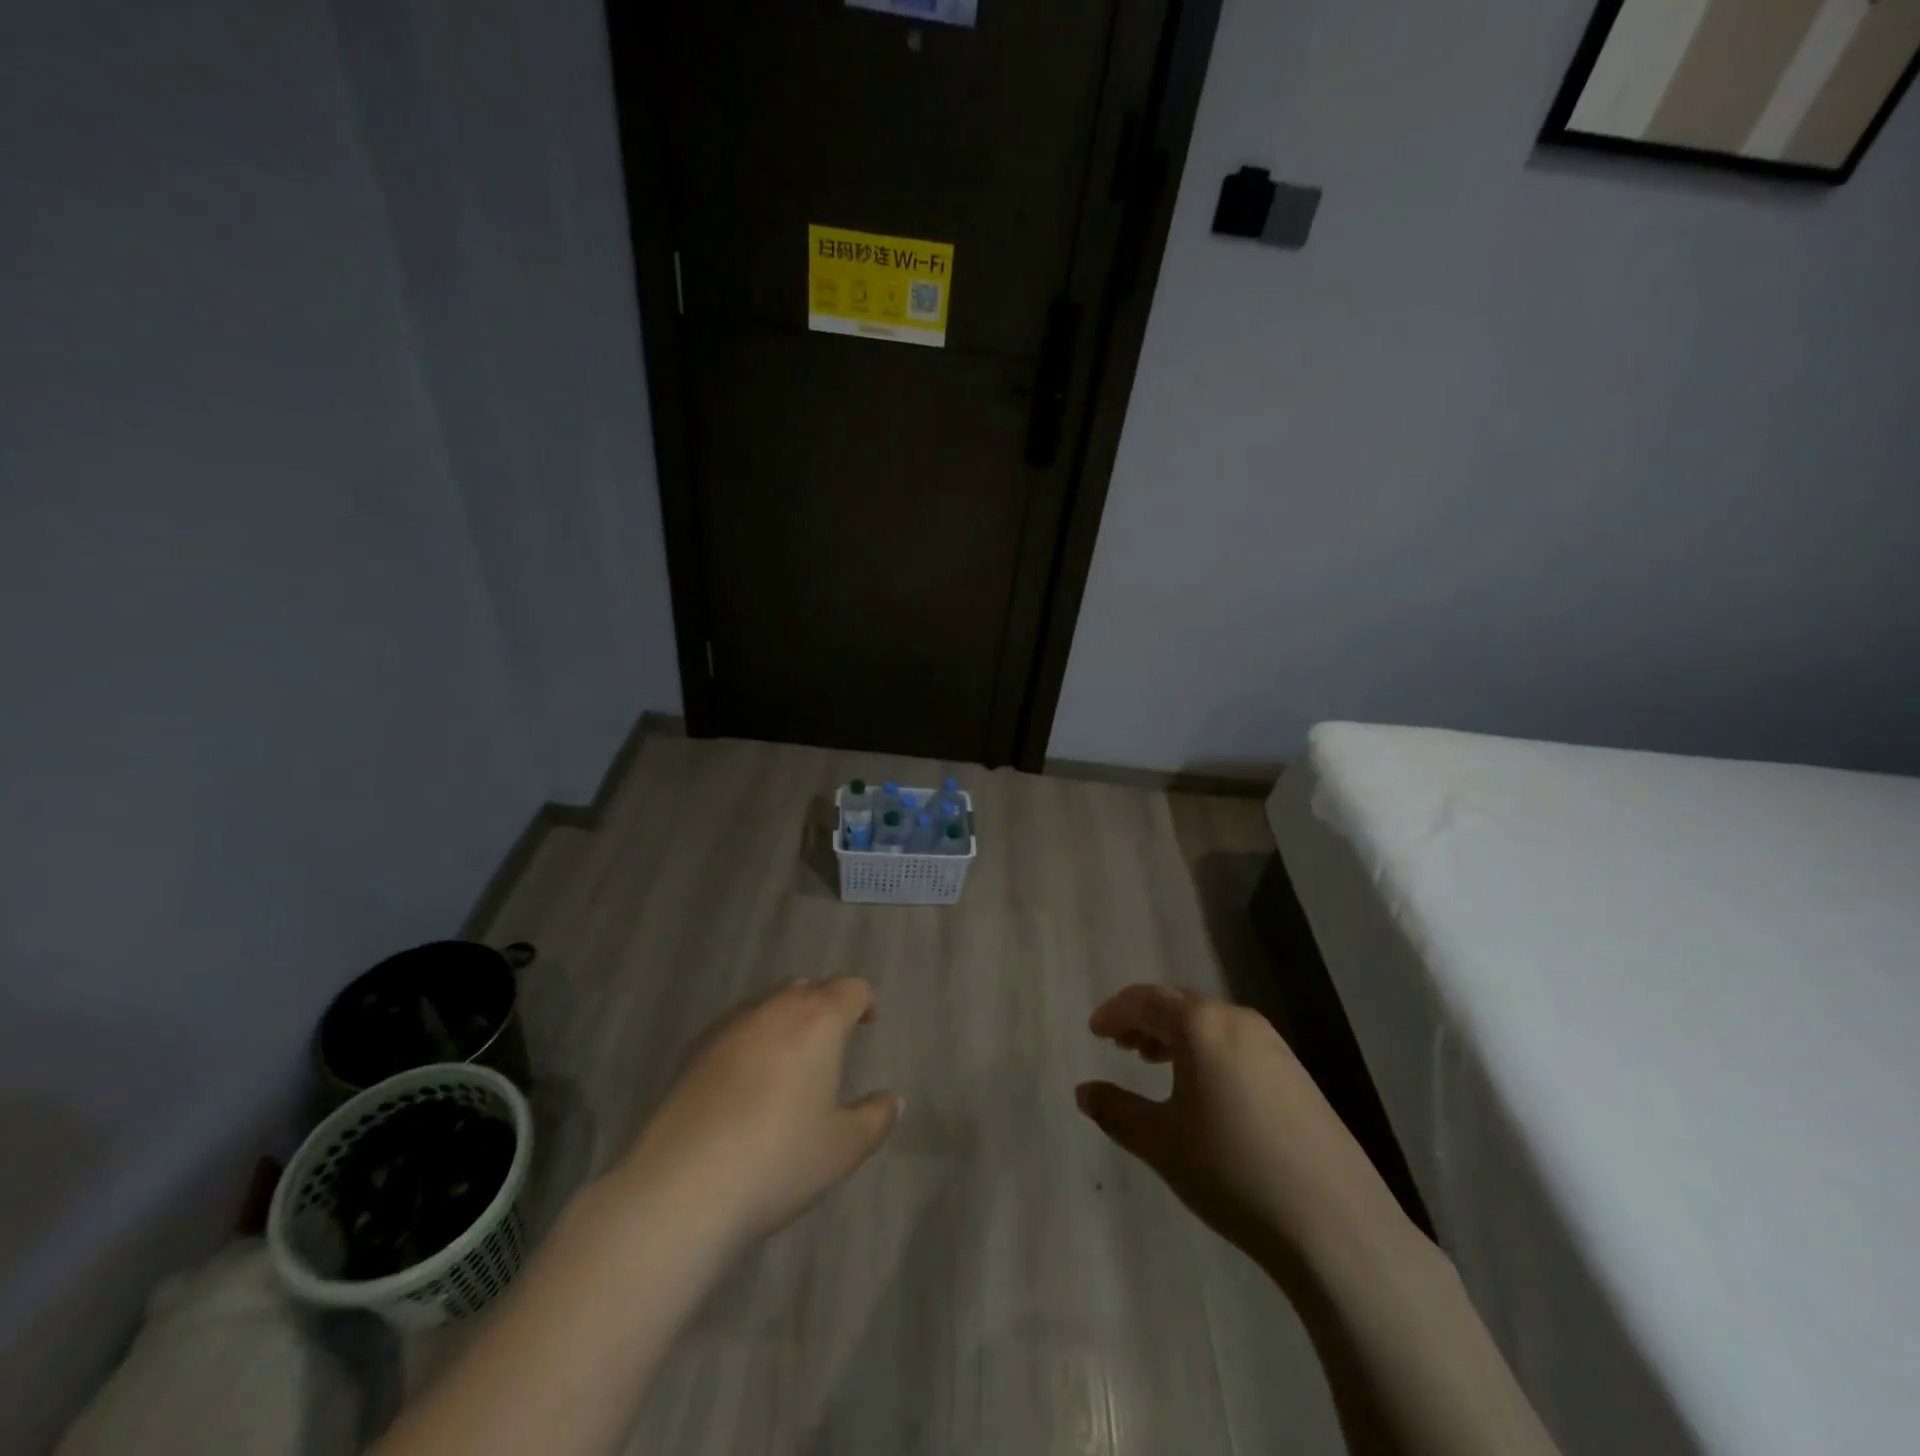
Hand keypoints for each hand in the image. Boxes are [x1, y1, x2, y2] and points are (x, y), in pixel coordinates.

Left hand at [610, 977, 899, 1250]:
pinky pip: (734, 1028)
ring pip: (767, 1005)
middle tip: (830, 1042)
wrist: (683, 1186)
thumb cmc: (779, 1160)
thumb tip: (892, 1099)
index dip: (863, 1001)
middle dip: (823, 1006)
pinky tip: (744, 1082)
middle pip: (806, 988)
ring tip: (788, 1062)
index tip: (867, 1024)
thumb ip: (875, 1118)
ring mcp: (729, 1025)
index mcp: (819, 1020)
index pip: (850, 988)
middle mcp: (775, 1009)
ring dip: (784, 1021)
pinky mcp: (693, 1049)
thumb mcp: (843, 1148)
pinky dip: (749, 1041)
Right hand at [1076, 985, 1406, 1276]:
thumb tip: (1084, 1091)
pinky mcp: (1296, 1075)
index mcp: (1202, 1025)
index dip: (1115, 1012)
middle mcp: (1238, 1021)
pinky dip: (1206, 1052)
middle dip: (1145, 1020)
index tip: (1094, 1030)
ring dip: (1176, 1036)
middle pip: (1180, 1005)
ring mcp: (1274, 1046)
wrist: (1336, 1226)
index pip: (1146, 1000)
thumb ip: (1116, 1110)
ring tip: (1153, 1063)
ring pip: (1210, 1025)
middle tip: (1119, 1045)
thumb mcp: (1161, 1142)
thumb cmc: (1233, 1171)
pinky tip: (1202, 1090)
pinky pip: (1236, 1044)